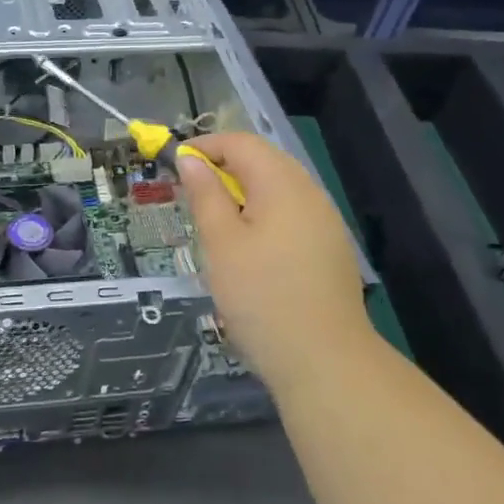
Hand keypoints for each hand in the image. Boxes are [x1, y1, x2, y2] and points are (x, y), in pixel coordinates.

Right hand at [178, 132, 371, 386]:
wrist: (324, 360)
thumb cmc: (261, 296)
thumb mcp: (220, 243)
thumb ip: (205, 195)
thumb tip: (190, 160)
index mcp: (282, 184)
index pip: (241, 142)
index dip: (205, 146)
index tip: (174, 165)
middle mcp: (309, 193)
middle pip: (263, 160)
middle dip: (223, 167)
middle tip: (190, 193)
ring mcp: (325, 221)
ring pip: (278, 188)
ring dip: (242, 192)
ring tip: (214, 222)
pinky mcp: (329, 248)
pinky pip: (291, 213)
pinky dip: (262, 214)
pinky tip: (248, 247)